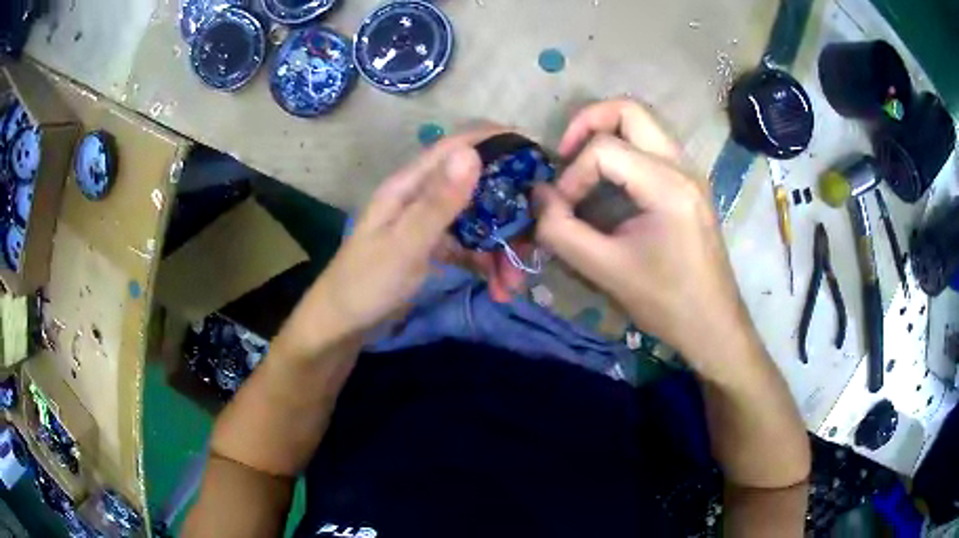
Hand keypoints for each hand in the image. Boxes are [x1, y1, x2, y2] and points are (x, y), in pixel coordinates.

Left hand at [306, 128, 526, 338]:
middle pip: (477, 187)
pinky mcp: (433, 248)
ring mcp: (428, 223)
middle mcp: (422, 196)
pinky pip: (470, 246)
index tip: (539, 153)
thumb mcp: (404, 245)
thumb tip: (473, 152)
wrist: (341, 326)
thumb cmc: (366, 284)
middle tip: (535, 242)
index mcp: (410, 185)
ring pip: (478, 221)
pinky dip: (487, 263)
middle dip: (510, 213)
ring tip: (513, 284)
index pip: (458, 147)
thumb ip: (438, 202)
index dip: (498, 142)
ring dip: (502, 248)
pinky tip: (499, 287)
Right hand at [534, 99, 755, 371]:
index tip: (562, 208)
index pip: (605, 149)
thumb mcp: (605, 270)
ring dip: (607, 133)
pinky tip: (609, 182)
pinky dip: (624, 149)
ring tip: (582, 166)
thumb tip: (538, 196)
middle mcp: (683, 166)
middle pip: (630, 109)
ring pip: (643, 123)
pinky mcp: (690, 184)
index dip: (572, 174)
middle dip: (588, 122)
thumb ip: (561, 231)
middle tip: (565, 153)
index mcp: (667, 185)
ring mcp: (690, 172)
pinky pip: (652, 145)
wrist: (714, 324)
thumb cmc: (666, 302)